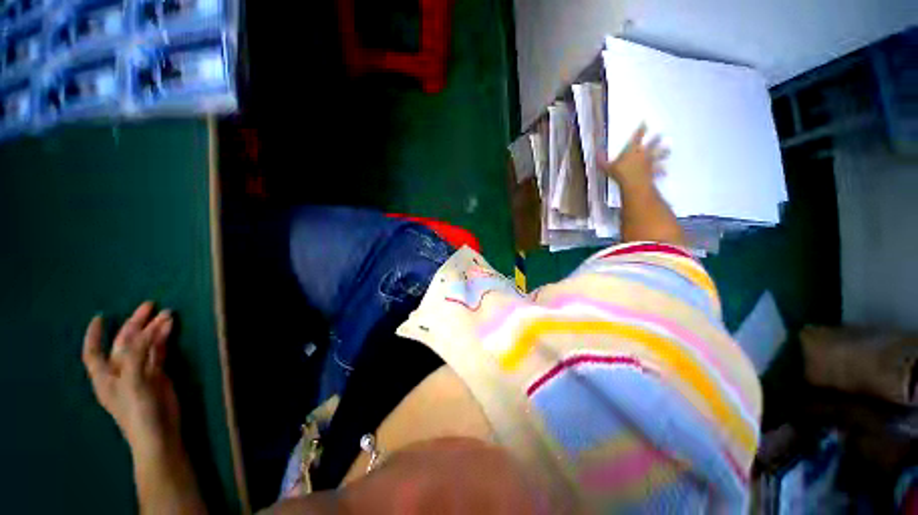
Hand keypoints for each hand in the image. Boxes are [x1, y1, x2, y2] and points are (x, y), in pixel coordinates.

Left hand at [83, 302, 179, 455]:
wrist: (159, 434)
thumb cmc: (137, 412)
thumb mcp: (133, 383)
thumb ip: (136, 356)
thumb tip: (144, 331)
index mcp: (105, 376)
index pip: (93, 351)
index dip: (95, 335)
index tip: (101, 317)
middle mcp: (120, 372)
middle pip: (124, 343)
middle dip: (135, 324)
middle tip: (150, 306)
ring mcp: (140, 373)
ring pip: (145, 345)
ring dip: (154, 329)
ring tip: (168, 314)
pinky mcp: (158, 376)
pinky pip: (159, 352)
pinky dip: (164, 339)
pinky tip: (170, 329)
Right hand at [599, 124, 668, 189]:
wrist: (634, 183)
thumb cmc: (620, 174)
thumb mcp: (607, 167)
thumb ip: (602, 161)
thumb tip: (595, 153)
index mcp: (632, 150)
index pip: (637, 137)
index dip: (641, 130)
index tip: (645, 122)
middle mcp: (642, 153)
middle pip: (651, 144)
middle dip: (655, 139)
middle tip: (661, 134)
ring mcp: (649, 162)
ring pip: (657, 155)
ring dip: (663, 153)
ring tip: (668, 150)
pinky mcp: (652, 171)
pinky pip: (658, 170)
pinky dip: (661, 171)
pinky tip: (665, 172)